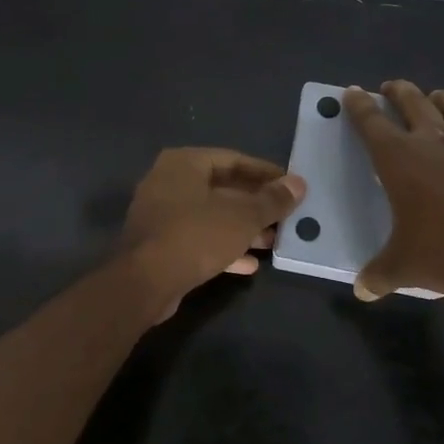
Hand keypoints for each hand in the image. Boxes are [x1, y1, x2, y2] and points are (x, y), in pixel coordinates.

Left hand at [120, 148, 305, 318]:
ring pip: (211, 216)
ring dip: (243, 229)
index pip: (233, 160)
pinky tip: (250, 264)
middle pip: (222, 189)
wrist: (144, 283)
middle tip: (285, 217)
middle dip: (255, 205)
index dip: (265, 173)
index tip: (291, 186)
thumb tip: (299, 184)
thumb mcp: (242, 217)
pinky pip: (198, 239)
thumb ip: (272, 200)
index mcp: (184, 163)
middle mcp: (169, 182)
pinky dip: (223, 248)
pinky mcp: (160, 245)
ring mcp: (162, 215)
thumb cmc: (195, 236)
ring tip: (273, 242)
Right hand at [342, 81, 443, 300]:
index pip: (371, 121)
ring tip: (433, 98)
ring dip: (438, 97)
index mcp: (398, 158)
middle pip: (411, 101)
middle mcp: (431, 142)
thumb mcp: (404, 266)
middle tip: (389, 87)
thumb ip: (379, 275)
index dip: (359, 105)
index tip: (352, 92)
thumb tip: (362, 290)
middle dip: (397, 91)